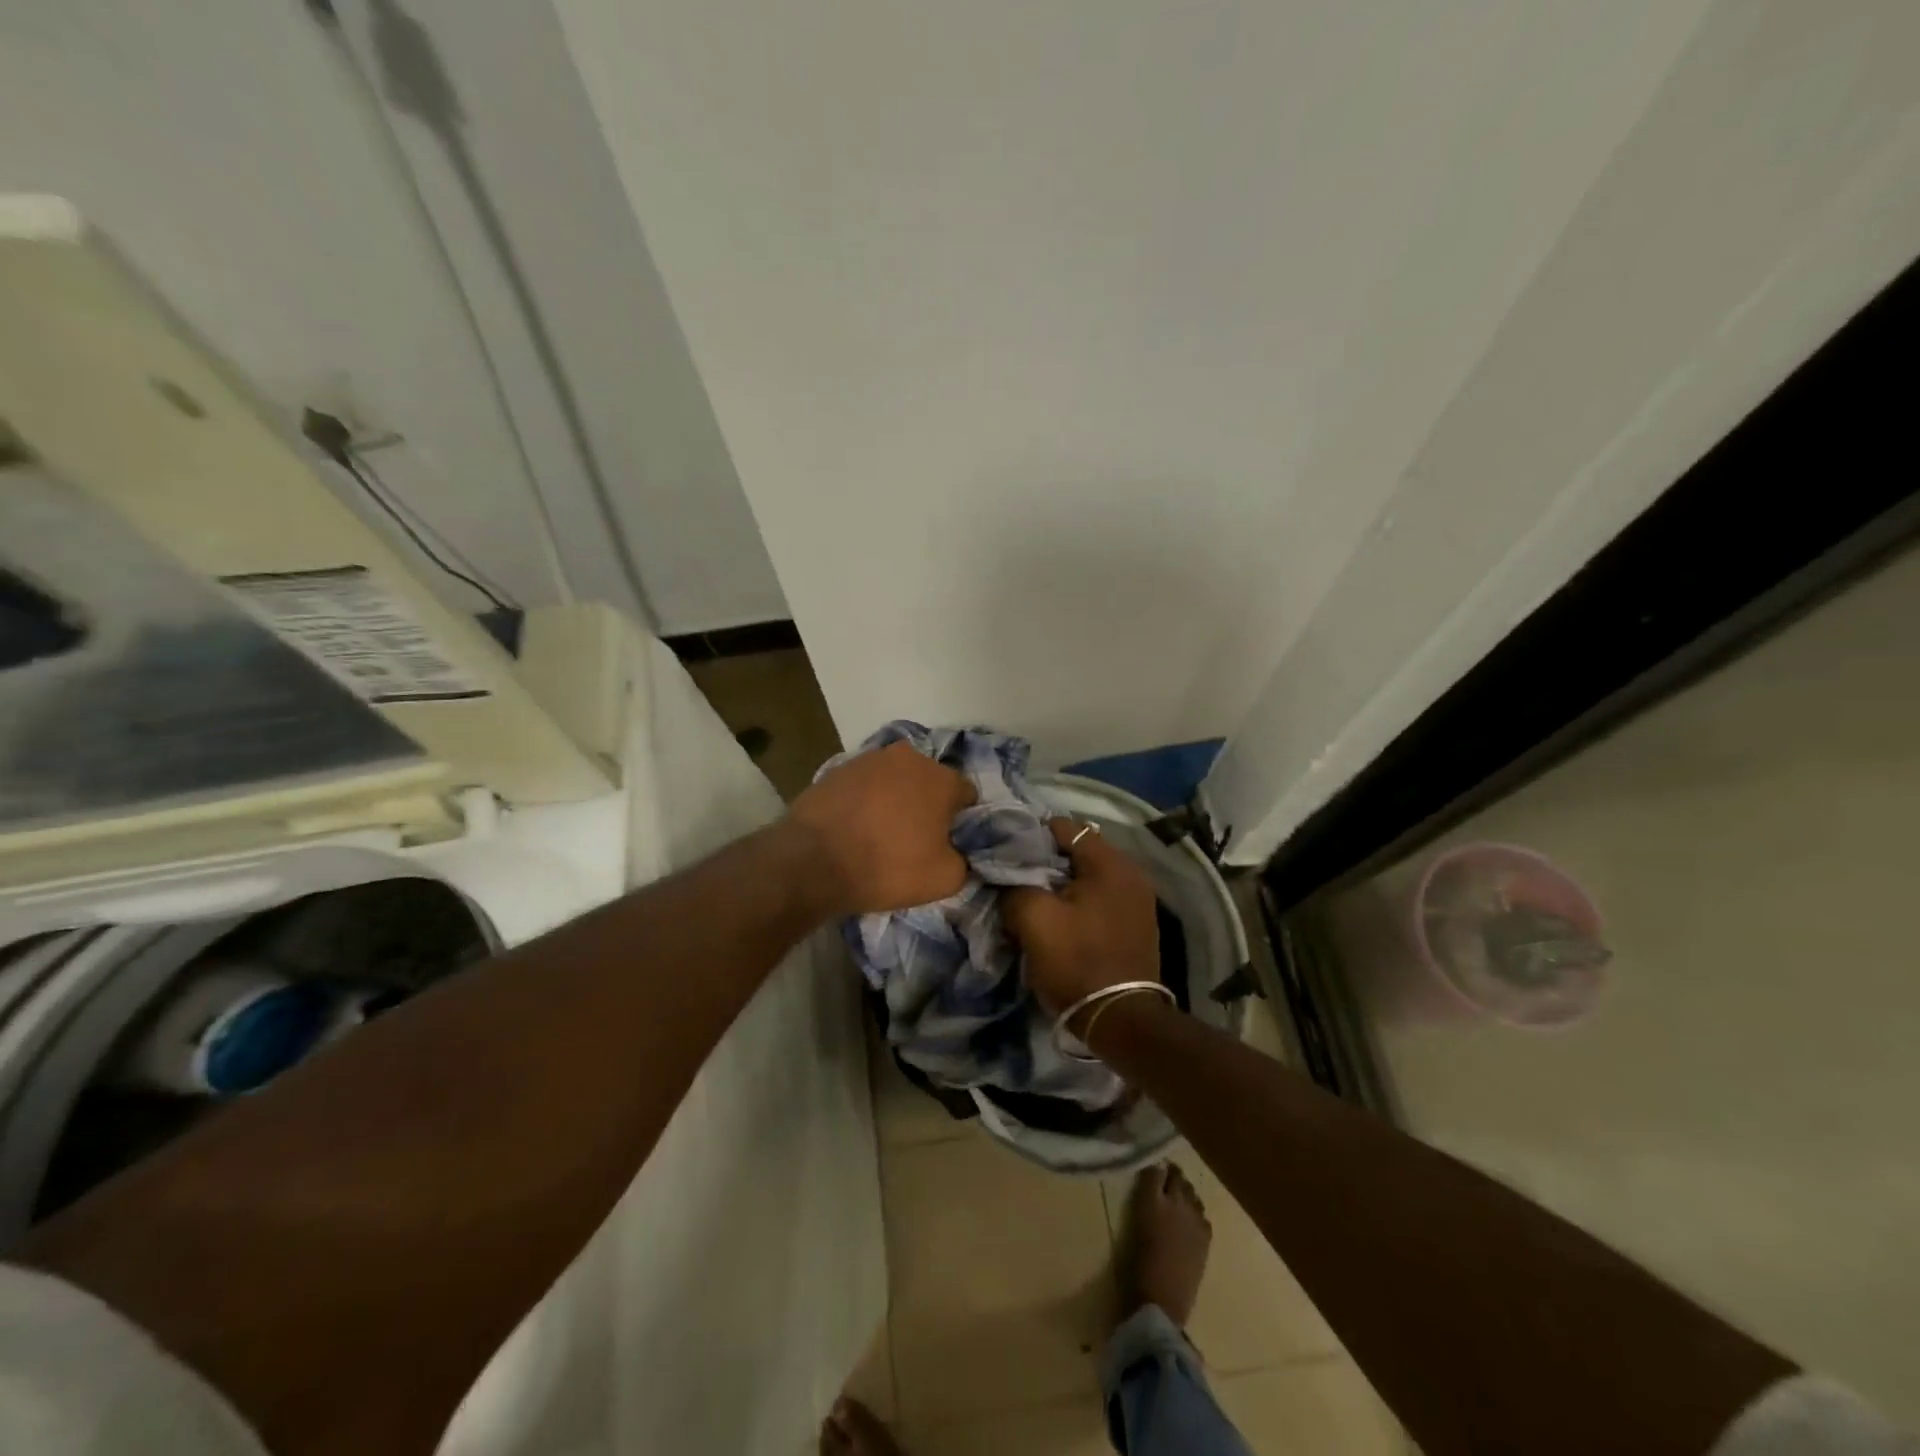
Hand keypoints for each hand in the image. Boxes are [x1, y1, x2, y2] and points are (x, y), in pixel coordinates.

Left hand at [786, 742, 975, 915]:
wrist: (813, 860)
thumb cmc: (888, 866)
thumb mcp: (944, 879)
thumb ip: (963, 861)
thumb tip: (956, 853)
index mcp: (941, 778)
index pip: (966, 795)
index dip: (960, 821)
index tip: (946, 843)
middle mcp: (908, 758)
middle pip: (928, 782)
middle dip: (926, 805)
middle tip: (914, 840)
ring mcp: (869, 759)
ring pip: (894, 781)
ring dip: (894, 800)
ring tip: (878, 835)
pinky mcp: (837, 769)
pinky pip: (863, 786)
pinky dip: (864, 802)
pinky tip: (853, 828)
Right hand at [1004, 818, 1159, 1018]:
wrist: (1121, 1020)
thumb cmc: (1077, 961)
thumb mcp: (1034, 918)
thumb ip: (1015, 887)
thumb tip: (1008, 881)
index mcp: (1110, 863)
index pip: (1063, 827)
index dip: (1030, 836)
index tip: (1006, 853)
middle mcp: (1131, 873)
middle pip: (1077, 852)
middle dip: (1044, 863)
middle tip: (1015, 878)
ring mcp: (1138, 900)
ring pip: (1087, 878)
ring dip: (1060, 886)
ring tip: (1033, 900)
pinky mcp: (1136, 924)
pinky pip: (1099, 899)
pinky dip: (1078, 903)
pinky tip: (1059, 920)